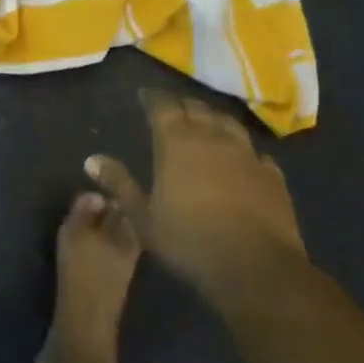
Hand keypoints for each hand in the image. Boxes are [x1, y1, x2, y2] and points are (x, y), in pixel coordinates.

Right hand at [86, 89, 307, 306]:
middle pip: (196, 109)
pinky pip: (256, 152)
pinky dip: (244, 150)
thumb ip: (119, 184)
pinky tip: (243, 158)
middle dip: (183, 105)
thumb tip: (92, 159)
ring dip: (214, 119)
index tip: (144, 95)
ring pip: (228, 124)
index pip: (162, 106)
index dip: (152, 98)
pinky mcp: (272, 174)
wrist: (255, 267)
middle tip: (173, 108)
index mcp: (176, 142)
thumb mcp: (143, 217)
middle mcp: (212, 137)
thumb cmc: (189, 241)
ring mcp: (247, 154)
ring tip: (207, 122)